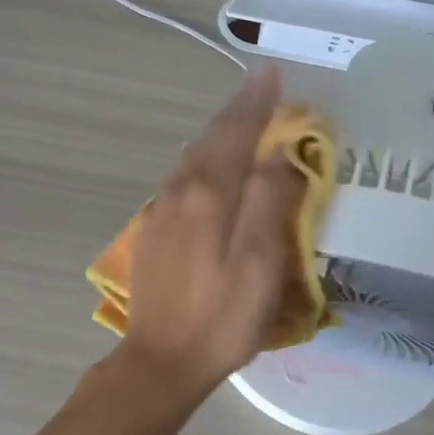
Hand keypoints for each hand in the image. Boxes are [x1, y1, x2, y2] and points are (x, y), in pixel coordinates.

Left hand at [116, 68, 306, 397]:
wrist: (160, 361)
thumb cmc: (222, 317)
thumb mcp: (259, 262)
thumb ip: (270, 201)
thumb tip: (281, 152)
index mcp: (208, 194)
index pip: (237, 133)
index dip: (257, 103)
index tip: (272, 73)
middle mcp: (178, 192)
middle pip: (210, 139)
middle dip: (236, 109)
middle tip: (259, 83)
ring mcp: (159, 212)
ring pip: (192, 157)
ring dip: (218, 132)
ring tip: (240, 114)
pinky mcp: (153, 232)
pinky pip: (182, 178)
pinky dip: (203, 158)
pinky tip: (209, 164)